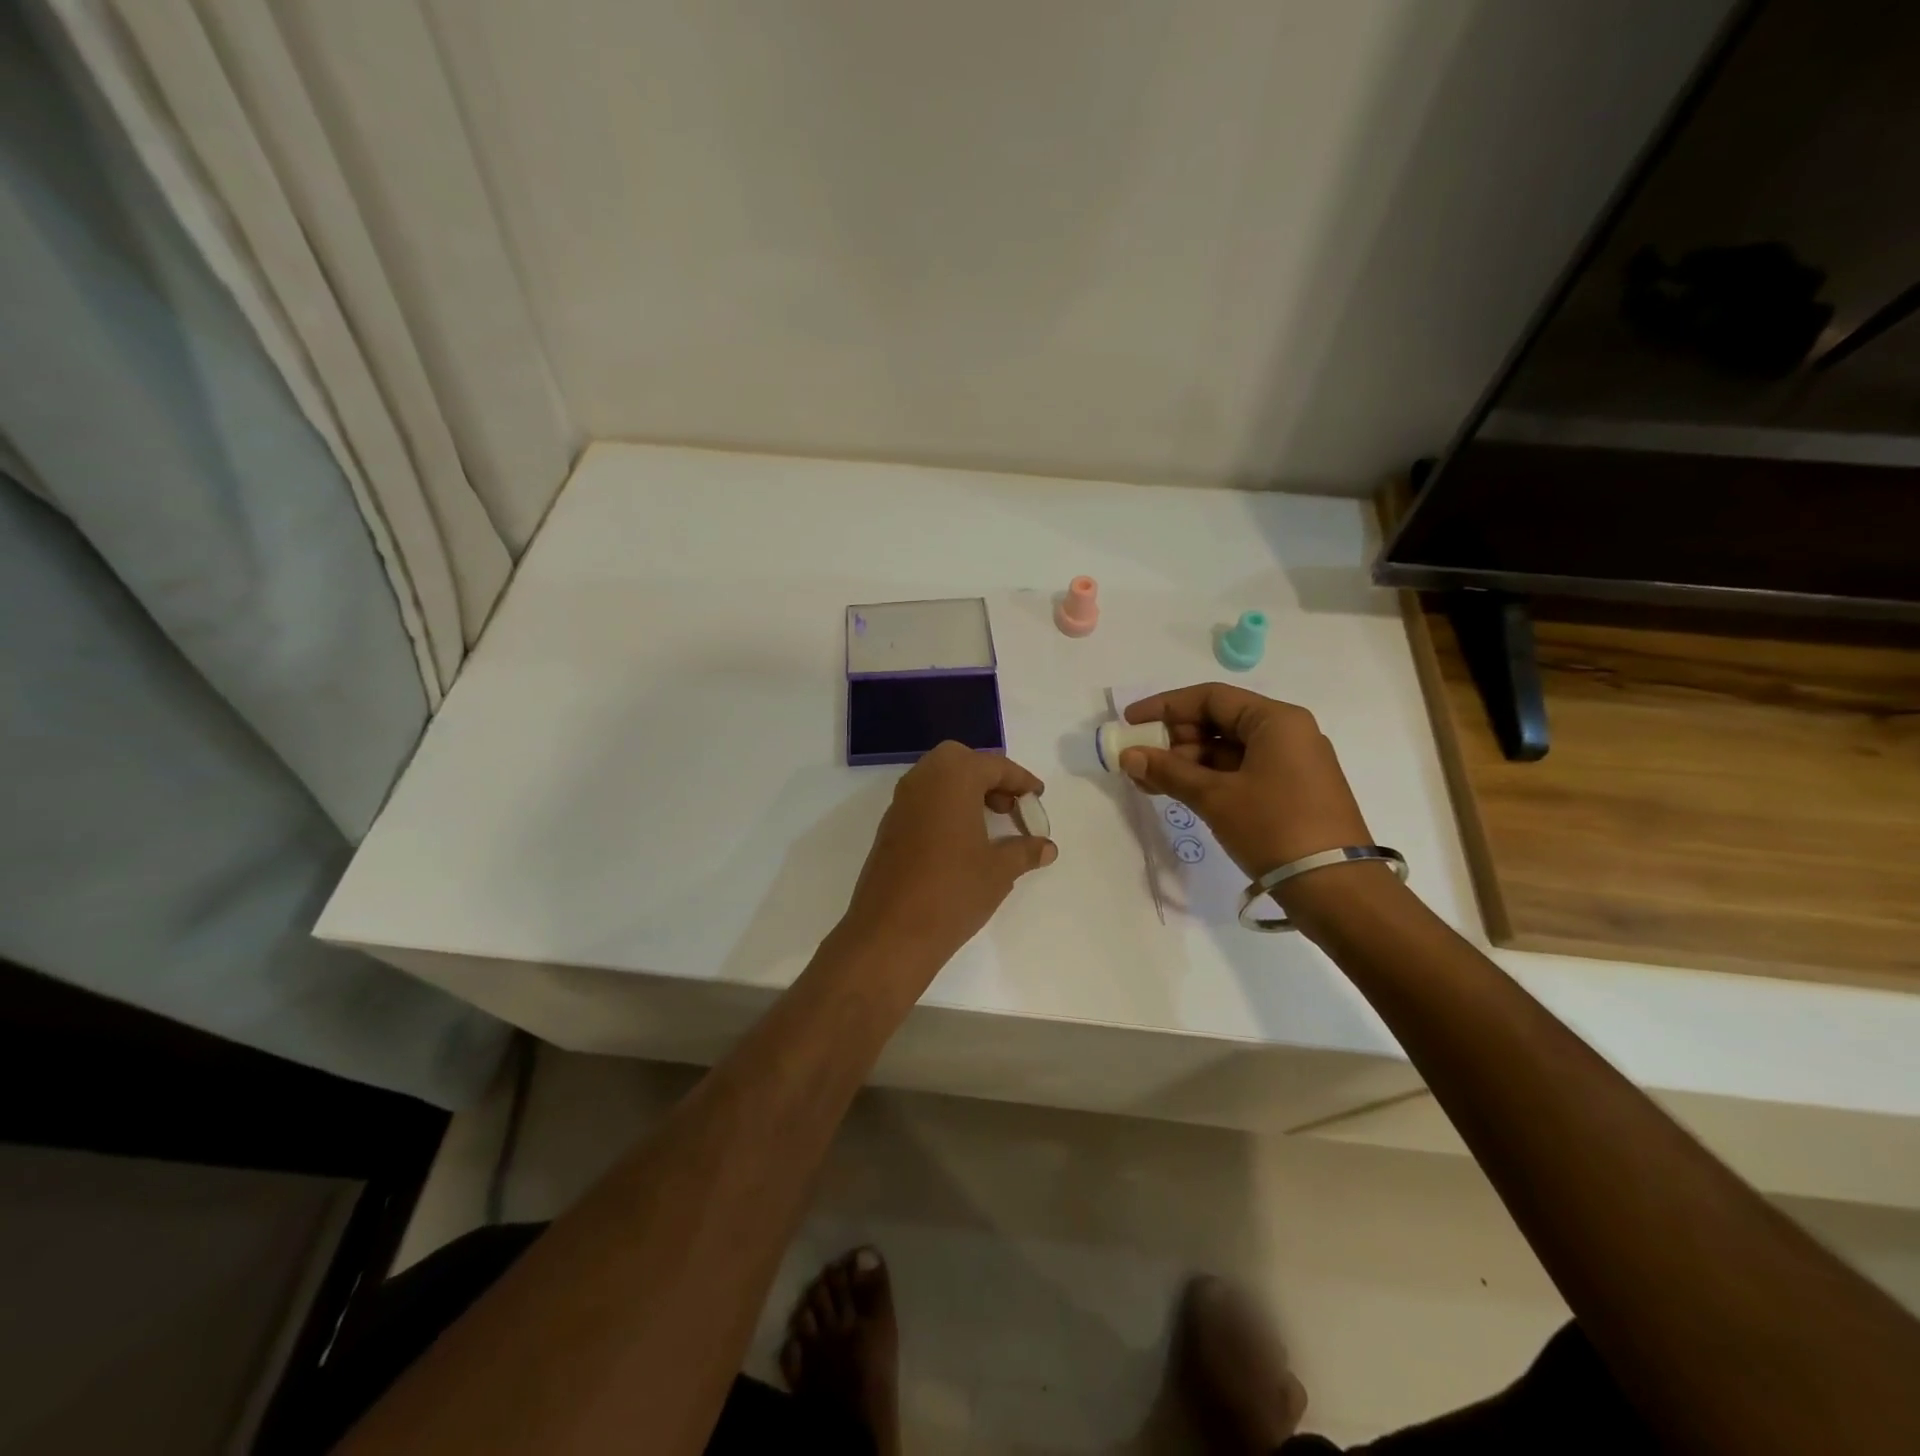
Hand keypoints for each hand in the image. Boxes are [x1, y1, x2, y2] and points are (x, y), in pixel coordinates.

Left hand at [836, 742, 1056, 983]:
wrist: (891, 932)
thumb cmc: (953, 891)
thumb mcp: (999, 870)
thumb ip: (1025, 851)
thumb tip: (1047, 847)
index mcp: (953, 778)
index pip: (993, 765)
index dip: (1020, 779)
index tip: (1037, 795)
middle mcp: (922, 780)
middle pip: (959, 761)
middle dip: (988, 777)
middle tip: (1009, 805)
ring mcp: (901, 803)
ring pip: (937, 779)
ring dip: (965, 791)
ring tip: (990, 823)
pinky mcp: (889, 827)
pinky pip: (923, 801)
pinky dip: (945, 807)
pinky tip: (962, 841)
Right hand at [1119, 684, 1371, 881]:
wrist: (1336, 889)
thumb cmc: (1274, 828)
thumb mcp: (1215, 797)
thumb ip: (1168, 771)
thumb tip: (1128, 755)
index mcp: (1275, 720)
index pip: (1210, 698)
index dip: (1165, 706)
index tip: (1131, 721)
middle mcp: (1287, 734)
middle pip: (1219, 722)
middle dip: (1174, 739)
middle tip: (1138, 759)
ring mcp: (1291, 764)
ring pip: (1227, 751)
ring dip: (1186, 763)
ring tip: (1149, 782)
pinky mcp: (1290, 792)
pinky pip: (1240, 773)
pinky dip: (1207, 779)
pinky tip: (1177, 793)